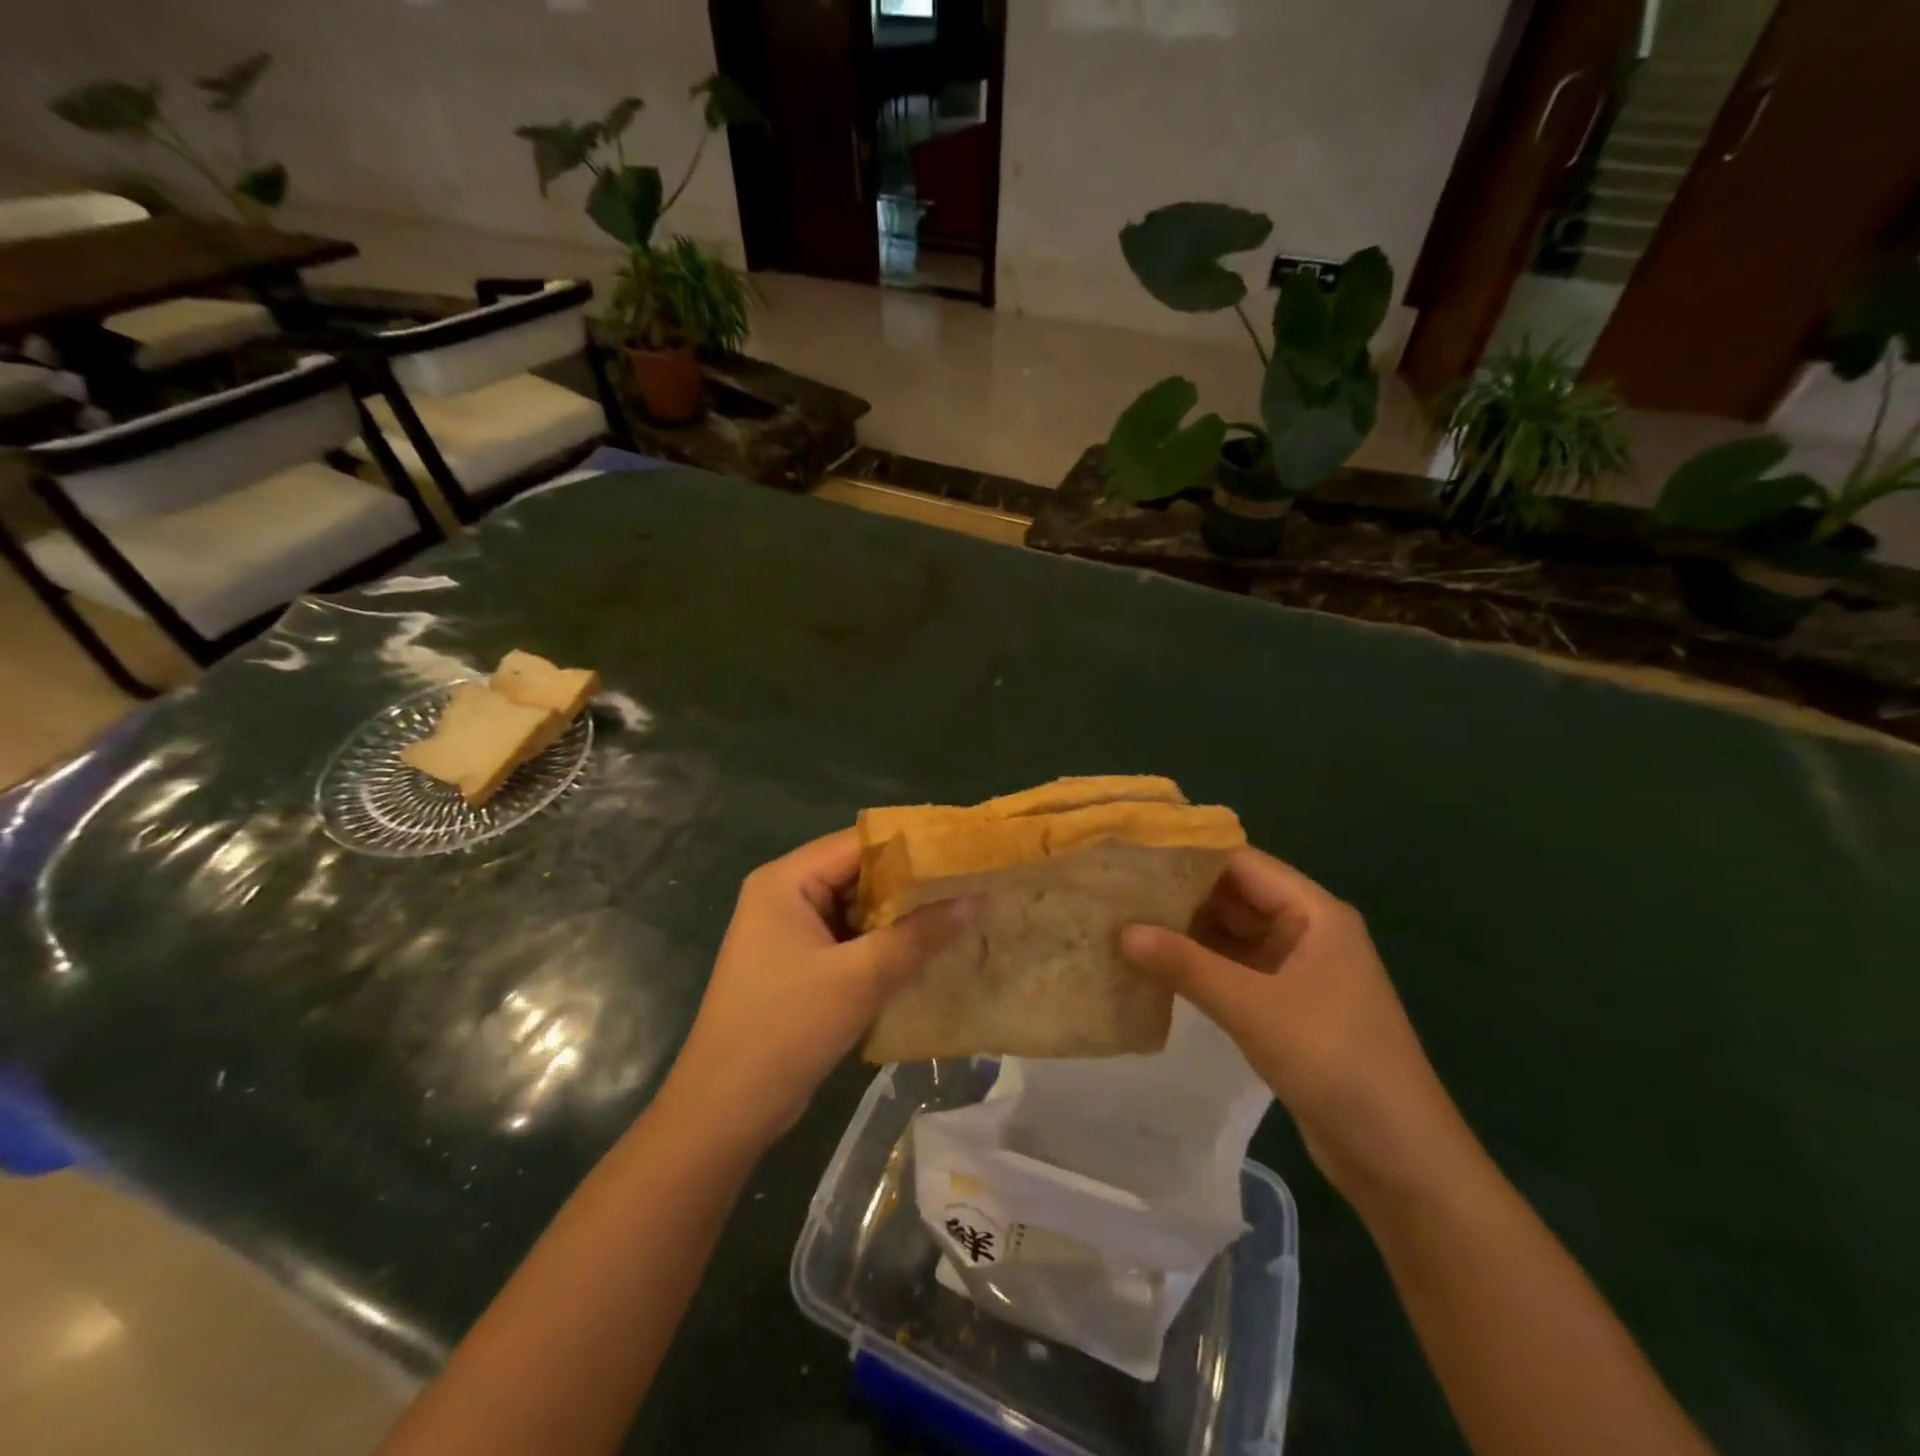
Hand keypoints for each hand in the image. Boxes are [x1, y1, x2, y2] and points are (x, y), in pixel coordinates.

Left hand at [662, 828, 968, 1150]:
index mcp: (786, 881)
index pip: (858, 844)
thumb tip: (971, 901)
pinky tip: (925, 952)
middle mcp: (784, 896)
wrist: (725, 1110)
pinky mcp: (798, 966)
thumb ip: (917, 936)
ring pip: (856, 909)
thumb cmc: (787, 1028)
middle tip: (967, 885)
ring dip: (899, 917)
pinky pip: (849, 940)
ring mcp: (789, 932)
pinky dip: (882, 944)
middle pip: (858, 874)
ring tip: (958, 913)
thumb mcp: (860, 978)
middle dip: (910, 884)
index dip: (911, 846)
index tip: (961, 852)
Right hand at [1121, 848, 1475, 1204]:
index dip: (1189, 856)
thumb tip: (1122, 931)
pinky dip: (1200, 968)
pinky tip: (1156, 968)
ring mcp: (1297, 971)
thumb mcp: (1253, 1007)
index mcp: (1314, 913)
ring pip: (1233, 936)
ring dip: (1186, 934)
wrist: (1400, 1158)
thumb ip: (1186, 965)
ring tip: (1125, 923)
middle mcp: (1307, 931)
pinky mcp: (1287, 1008)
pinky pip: (1235, 972)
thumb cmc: (1334, 1060)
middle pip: (1235, 897)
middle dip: (1181, 895)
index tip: (1134, 856)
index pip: (1242, 863)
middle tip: (1118, 890)